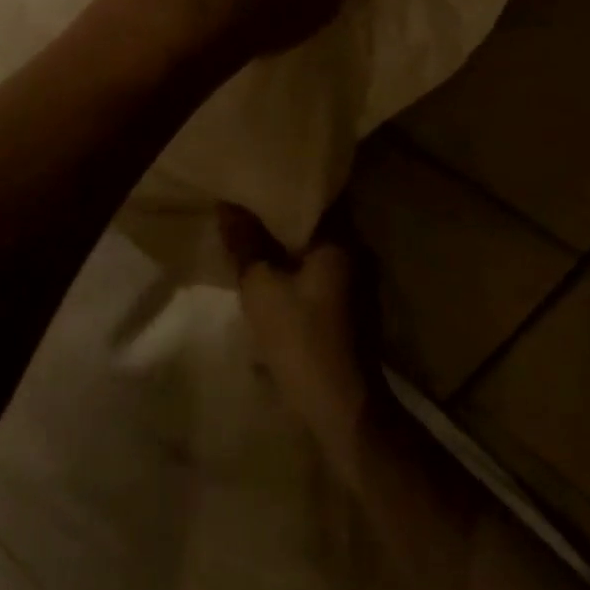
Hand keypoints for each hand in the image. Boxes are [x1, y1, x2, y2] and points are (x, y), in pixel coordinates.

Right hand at [219, 204, 378, 474]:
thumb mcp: (261, 287)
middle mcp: (358, 252)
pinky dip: (300, 269)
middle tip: (250, 206)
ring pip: (320, 249)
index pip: (317, 193)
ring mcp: (361, 283)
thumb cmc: (302, 340)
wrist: (345, 411)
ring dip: (291, 245)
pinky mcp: (355, 310)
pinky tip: (275, 277)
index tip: (260, 178)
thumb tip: (228, 205)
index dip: (287, 184)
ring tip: (256, 238)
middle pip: (318, 221)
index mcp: (341, 239)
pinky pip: (323, 273)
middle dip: (284, 215)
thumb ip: (245, 243)